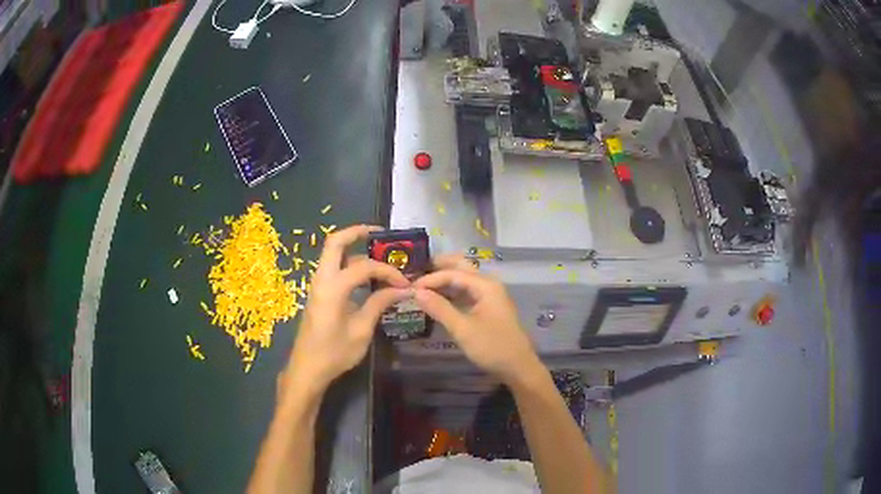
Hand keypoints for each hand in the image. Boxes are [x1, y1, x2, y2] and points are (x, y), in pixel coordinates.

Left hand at [287, 225, 410, 392]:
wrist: (307, 369)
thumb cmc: (334, 353)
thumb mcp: (361, 330)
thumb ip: (379, 303)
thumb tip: (403, 289)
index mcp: (332, 288)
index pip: (364, 266)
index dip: (388, 271)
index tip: (405, 283)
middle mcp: (322, 279)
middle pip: (335, 242)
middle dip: (357, 233)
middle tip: (380, 234)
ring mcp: (317, 285)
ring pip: (333, 254)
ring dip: (353, 248)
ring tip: (378, 254)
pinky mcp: (318, 293)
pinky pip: (333, 268)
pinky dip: (349, 263)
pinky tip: (366, 276)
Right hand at [413, 256, 543, 384]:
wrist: (518, 367)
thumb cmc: (492, 347)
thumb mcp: (462, 329)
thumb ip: (439, 308)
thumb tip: (416, 292)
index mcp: (485, 285)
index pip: (453, 273)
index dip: (430, 279)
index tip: (410, 288)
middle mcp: (488, 285)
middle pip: (462, 268)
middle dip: (440, 267)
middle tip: (416, 272)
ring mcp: (489, 296)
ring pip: (464, 280)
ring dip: (445, 280)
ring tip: (422, 285)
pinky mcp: (488, 308)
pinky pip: (467, 293)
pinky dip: (452, 293)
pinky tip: (438, 299)